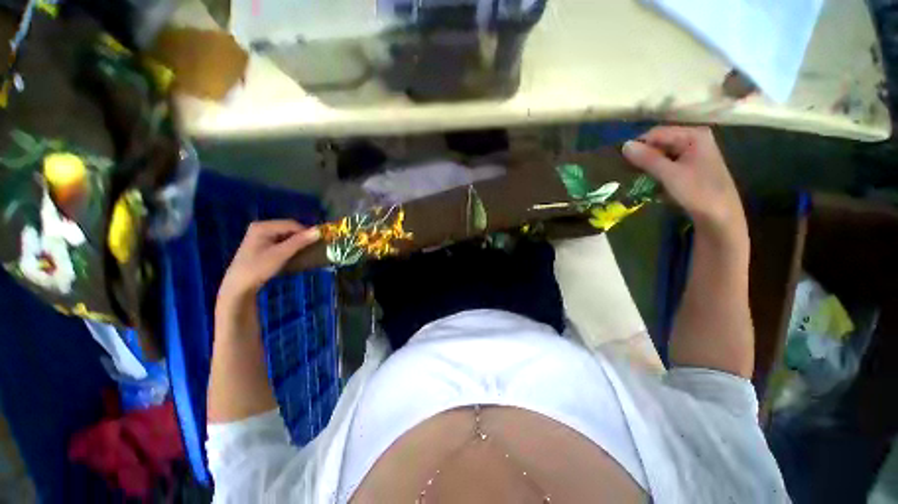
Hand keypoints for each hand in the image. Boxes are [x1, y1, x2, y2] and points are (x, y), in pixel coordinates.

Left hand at [217, 221, 319, 310]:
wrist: (239, 286)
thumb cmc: (258, 268)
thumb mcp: (281, 254)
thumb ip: (300, 241)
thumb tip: (319, 231)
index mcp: (263, 226)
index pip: (291, 224)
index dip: (306, 231)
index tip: (318, 242)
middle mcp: (261, 227)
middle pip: (288, 228)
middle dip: (301, 237)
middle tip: (312, 247)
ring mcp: (260, 235)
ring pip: (286, 234)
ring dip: (296, 242)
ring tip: (305, 251)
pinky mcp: (261, 243)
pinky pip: (281, 240)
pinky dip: (290, 245)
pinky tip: (293, 253)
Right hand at [622, 127, 745, 239]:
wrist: (720, 216)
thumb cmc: (697, 192)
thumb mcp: (669, 175)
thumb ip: (647, 159)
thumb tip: (624, 145)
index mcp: (693, 135)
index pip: (657, 133)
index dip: (638, 146)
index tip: (622, 161)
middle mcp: (694, 139)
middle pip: (660, 142)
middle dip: (643, 156)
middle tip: (628, 171)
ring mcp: (693, 153)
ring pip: (662, 154)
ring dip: (648, 165)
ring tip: (636, 177)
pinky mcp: (691, 166)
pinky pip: (667, 163)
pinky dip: (656, 171)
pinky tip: (649, 181)